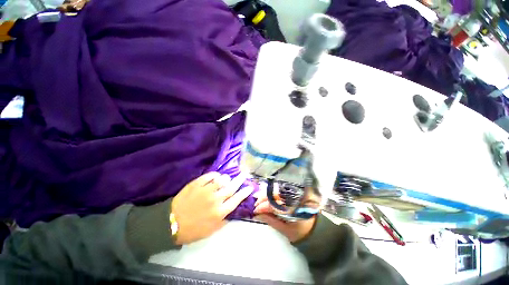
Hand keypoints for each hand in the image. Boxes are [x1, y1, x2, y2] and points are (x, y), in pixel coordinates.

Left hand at [171, 172, 252, 244]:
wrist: (171, 223)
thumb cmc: (193, 229)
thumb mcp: (211, 230)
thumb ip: (224, 220)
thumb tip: (232, 211)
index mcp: (220, 212)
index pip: (237, 199)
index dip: (245, 192)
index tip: (250, 187)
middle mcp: (215, 199)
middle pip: (232, 187)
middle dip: (240, 180)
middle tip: (244, 174)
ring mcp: (206, 190)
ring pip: (222, 179)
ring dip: (226, 178)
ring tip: (227, 178)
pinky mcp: (197, 184)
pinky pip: (209, 175)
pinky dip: (215, 175)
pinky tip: (216, 176)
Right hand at [253, 191, 316, 242]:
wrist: (316, 230)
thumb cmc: (301, 232)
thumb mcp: (285, 230)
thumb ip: (271, 221)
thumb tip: (257, 215)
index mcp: (294, 207)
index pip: (275, 204)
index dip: (263, 206)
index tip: (255, 210)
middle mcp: (295, 197)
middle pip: (276, 193)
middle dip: (264, 197)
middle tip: (256, 203)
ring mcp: (296, 193)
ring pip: (278, 190)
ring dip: (267, 193)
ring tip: (259, 199)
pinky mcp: (296, 192)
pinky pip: (282, 190)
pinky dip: (273, 192)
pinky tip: (268, 195)